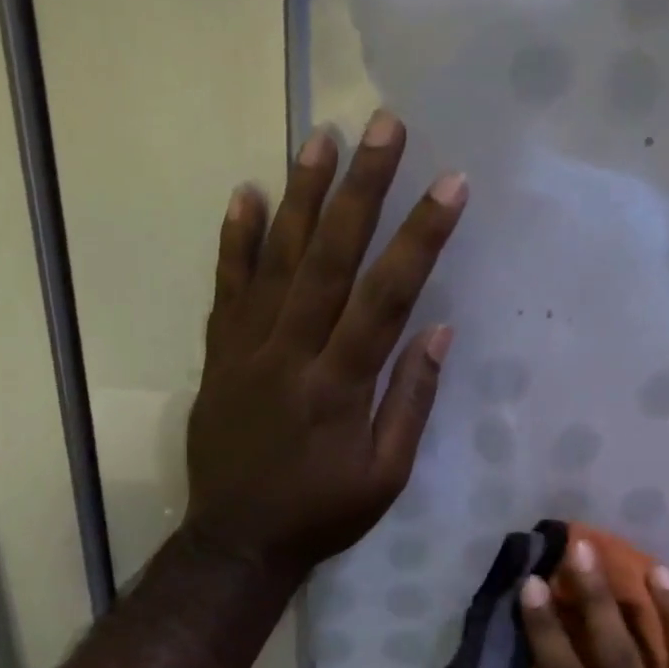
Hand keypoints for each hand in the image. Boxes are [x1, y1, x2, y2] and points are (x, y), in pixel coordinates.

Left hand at [184, 110, 466, 578]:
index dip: (420, 237)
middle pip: (329, 258)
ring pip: (275, 260)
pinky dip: (233, 241)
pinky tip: (244, 193)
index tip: (450, 183)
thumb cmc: (323, 512)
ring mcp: (247, 349)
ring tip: (321, 137)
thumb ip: (410, 402)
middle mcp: (293, 353)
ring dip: (300, 196)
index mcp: (341, 385)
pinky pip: (224, 289)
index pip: (387, 296)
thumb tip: (437, 331)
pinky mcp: (218, 355)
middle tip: (383, 126)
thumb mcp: (385, 475)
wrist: (238, 541)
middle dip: (362, 190)